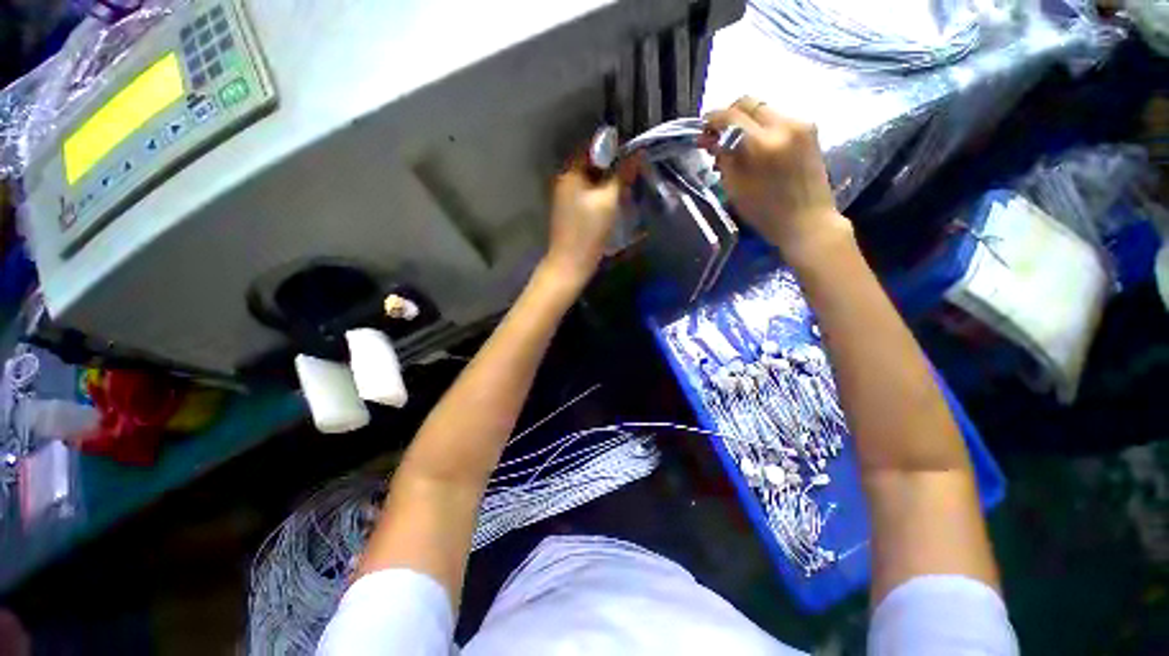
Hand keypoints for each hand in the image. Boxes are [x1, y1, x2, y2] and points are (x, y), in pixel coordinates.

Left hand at [540, 157, 622, 288]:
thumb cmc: (588, 231)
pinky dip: (602, 194)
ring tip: (628, 184)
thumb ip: (621, 175)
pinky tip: (615, 200)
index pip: (591, 147)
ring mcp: (567, 197)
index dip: (613, 147)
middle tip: (633, 170)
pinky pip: (589, 194)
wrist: (571, 264)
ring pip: (592, 180)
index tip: (632, 152)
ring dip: (609, 181)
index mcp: (570, 173)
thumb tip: (637, 153)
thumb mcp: (608, 200)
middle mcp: (565, 180)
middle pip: (592, 164)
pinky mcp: (572, 212)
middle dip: (613, 165)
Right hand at [705, 97, 850, 263]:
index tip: (703, 129)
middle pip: (750, 103)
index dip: (712, 119)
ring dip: (746, 122)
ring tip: (737, 145)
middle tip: (718, 135)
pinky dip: (762, 128)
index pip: (731, 116)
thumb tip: (711, 140)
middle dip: (729, 115)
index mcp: (763, 143)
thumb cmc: (766, 212)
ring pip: (764, 110)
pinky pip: (778, 119)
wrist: (807, 221)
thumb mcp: (735, 188)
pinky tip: (756, 147)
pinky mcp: (810, 130)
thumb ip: (723, 158)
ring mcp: (801, 124)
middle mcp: (784, 125)